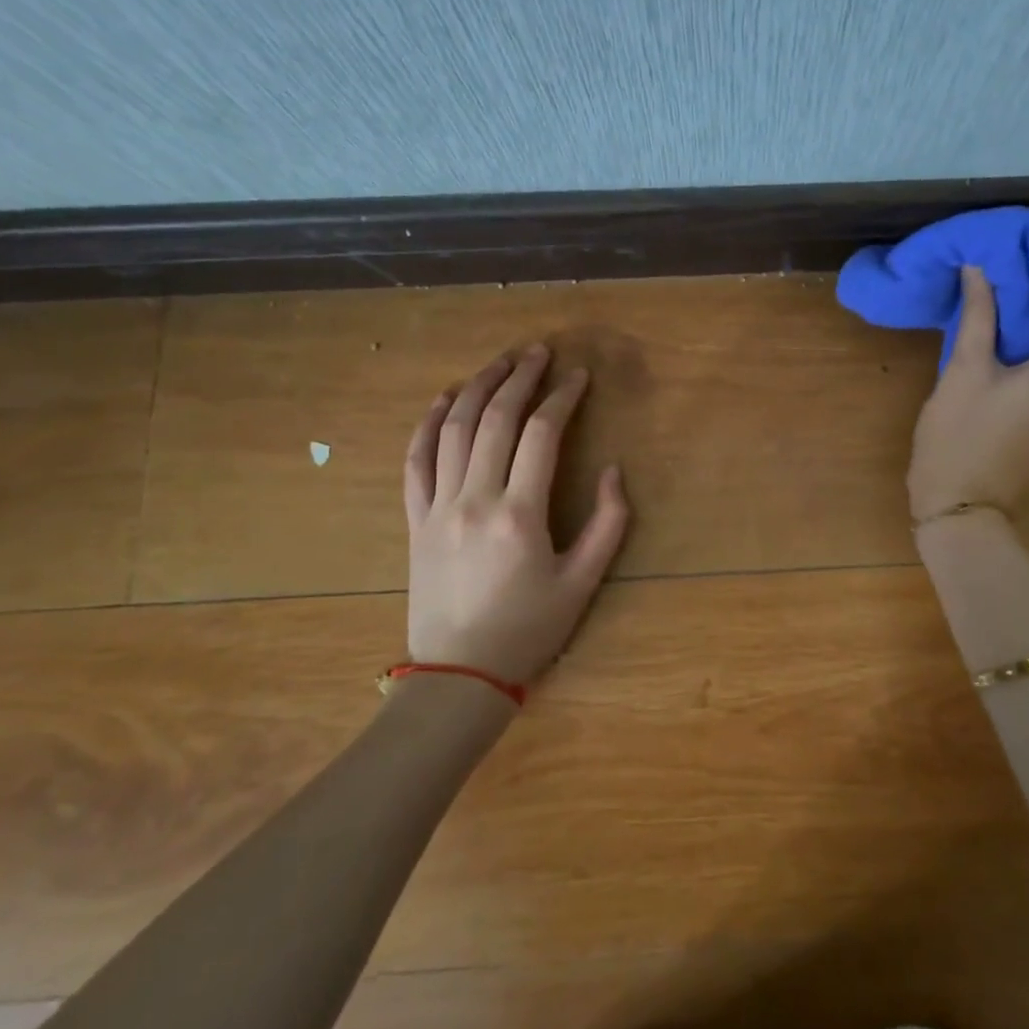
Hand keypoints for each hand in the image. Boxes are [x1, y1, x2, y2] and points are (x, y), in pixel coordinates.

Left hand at [403, 345, 629, 686]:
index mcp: (520, 515)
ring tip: (499, 362)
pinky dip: (429, 424)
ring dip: (477, 388)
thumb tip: (613, 471)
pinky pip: (416, 461)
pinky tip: (445, 399)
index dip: (562, 398)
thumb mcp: (583, 583)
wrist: (458, 676)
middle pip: (496, 420)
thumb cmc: (528, 630)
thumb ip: (608, 524)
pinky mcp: (415, 520)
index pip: (541, 435)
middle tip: (539, 352)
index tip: (578, 376)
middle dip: (519, 378)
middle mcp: (475, 500)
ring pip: (454, 430)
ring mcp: (438, 508)